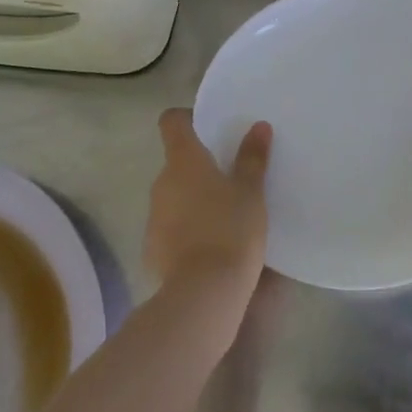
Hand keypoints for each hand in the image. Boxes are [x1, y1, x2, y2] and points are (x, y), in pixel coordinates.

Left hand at [145, 109, 270, 304]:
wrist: (203, 293)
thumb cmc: (231, 229)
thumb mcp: (251, 192)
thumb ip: (252, 157)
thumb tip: (258, 126)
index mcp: (184, 161)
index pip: (172, 122)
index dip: (187, 117)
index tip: (209, 124)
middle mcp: (162, 183)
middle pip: (176, 161)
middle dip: (200, 164)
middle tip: (231, 174)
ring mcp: (153, 217)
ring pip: (174, 195)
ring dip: (194, 197)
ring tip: (226, 212)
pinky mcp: (153, 248)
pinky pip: (171, 226)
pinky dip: (188, 227)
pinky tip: (211, 243)